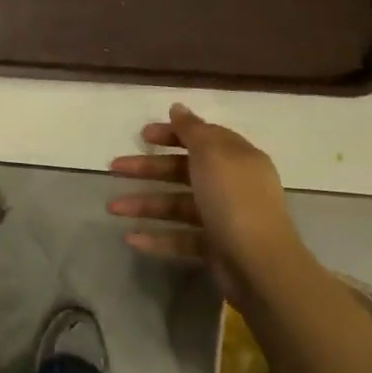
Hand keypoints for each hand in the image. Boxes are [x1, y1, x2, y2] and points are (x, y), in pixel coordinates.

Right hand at [107, 103, 303, 305]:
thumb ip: (192, 130)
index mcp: (237, 158)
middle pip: (183, 170)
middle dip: (148, 168)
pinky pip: (181, 237)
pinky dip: (157, 237)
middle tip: (115, 167)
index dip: (173, 133)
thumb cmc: (234, 199)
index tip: (144, 135)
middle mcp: (231, 184)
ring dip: (144, 204)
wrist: (260, 265)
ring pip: (177, 204)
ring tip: (112, 207)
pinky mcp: (215, 248)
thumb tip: (178, 107)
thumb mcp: (212, 154)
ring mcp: (223, 217)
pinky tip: (131, 238)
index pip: (203, 137)